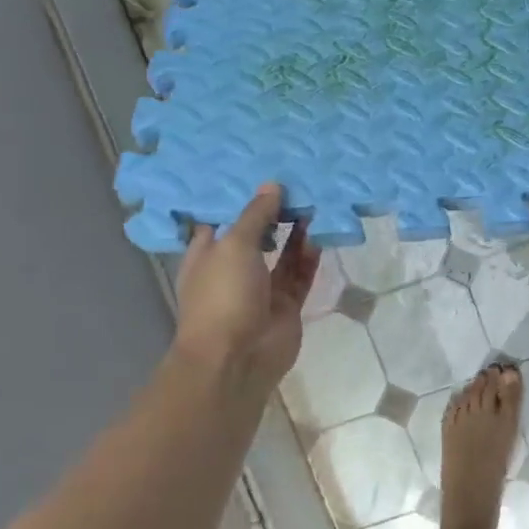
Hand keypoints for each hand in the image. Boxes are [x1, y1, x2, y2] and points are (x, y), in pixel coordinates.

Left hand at [171, 183, 318, 392]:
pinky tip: (321, 231)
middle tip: (296, 181)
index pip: (221, 219)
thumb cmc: (222, 295)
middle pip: (256, 234)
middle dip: (273, 212)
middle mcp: (233, 269)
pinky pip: (301, 273)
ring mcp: (261, 288)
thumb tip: (272, 185)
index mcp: (207, 254)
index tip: (259, 171)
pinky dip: (310, 255)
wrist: (238, 357)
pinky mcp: (287, 303)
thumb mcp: (234, 245)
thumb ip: (256, 215)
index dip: (238, 197)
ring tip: (314, 201)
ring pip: (282, 253)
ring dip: (296, 231)